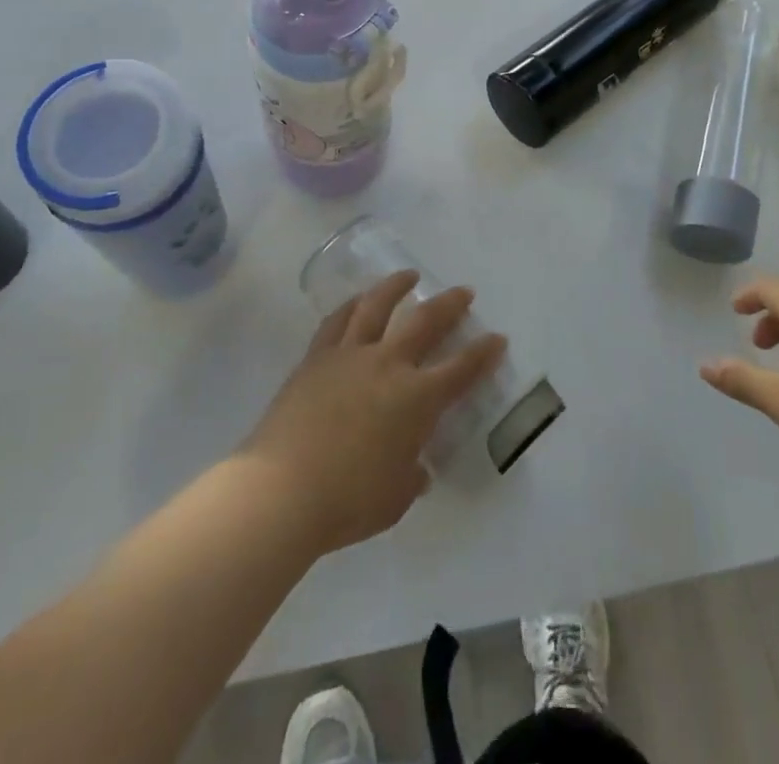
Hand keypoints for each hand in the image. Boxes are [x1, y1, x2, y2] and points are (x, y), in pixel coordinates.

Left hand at [243, 270, 506, 554]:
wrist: (281, 491)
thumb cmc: (347, 502)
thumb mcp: (395, 498)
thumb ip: (410, 476)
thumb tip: (414, 468)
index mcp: (416, 399)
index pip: (461, 369)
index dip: (483, 353)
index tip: (497, 337)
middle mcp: (387, 365)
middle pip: (424, 322)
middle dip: (449, 305)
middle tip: (463, 291)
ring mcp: (349, 356)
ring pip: (377, 306)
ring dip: (396, 286)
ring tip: (408, 275)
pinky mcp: (316, 359)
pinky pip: (337, 322)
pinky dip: (351, 306)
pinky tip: (357, 301)